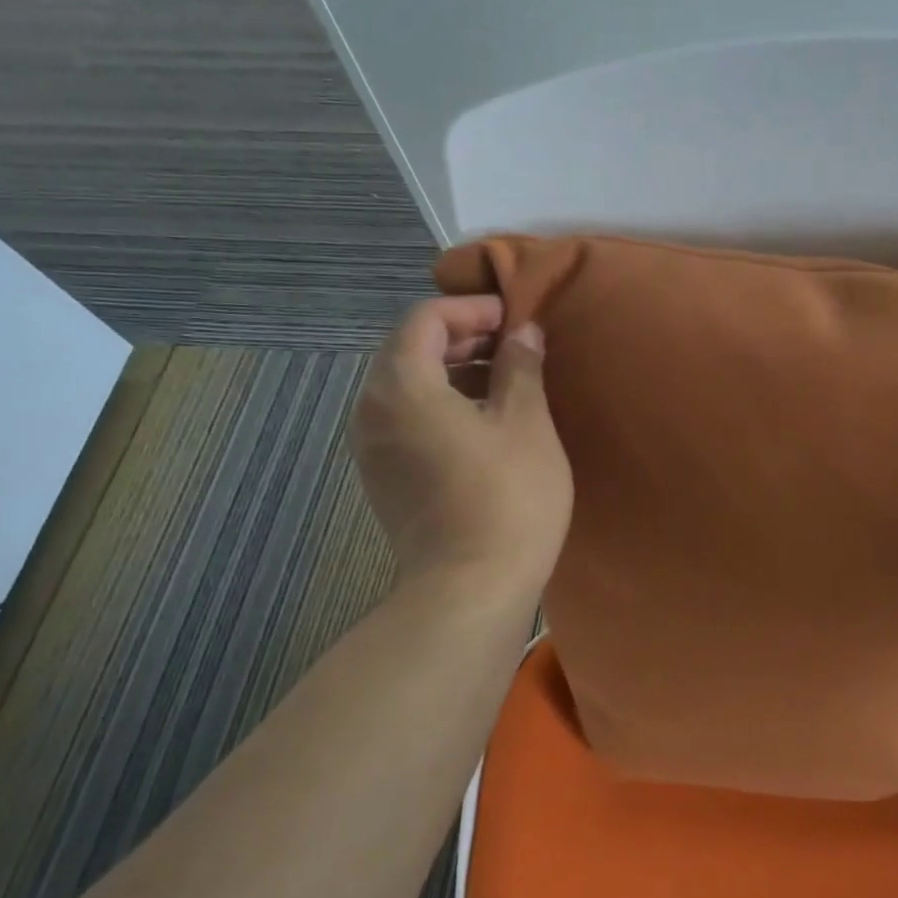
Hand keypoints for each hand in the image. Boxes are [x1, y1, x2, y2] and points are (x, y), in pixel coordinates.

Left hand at [351, 297, 572, 589]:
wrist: (471, 587)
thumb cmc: (508, 496)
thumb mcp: (526, 423)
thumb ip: (520, 367)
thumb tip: (523, 333)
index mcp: (402, 385)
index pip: (425, 319)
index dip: (472, 309)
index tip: (515, 317)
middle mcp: (372, 409)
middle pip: (409, 349)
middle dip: (462, 337)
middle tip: (513, 345)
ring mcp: (371, 447)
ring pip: (406, 386)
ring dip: (452, 371)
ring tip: (504, 380)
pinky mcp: (383, 477)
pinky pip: (405, 419)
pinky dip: (440, 404)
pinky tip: (482, 422)